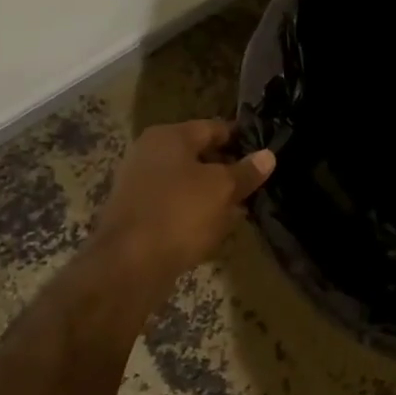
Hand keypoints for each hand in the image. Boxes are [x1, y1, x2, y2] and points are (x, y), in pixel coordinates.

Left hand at [93, 120, 275, 285]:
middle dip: (226, 170)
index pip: (213, 128)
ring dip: (212, 195)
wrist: (127, 266)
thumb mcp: (223, 189)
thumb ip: (246, 171)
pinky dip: (194, 214)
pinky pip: (174, 207)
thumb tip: (268, 155)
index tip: (263, 151)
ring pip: (187, 184)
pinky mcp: (136, 216)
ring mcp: (139, 185)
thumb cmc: (179, 213)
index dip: (240, 138)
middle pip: (198, 156)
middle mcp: (149, 154)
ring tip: (239, 209)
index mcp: (169, 137)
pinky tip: (214, 229)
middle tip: (254, 183)